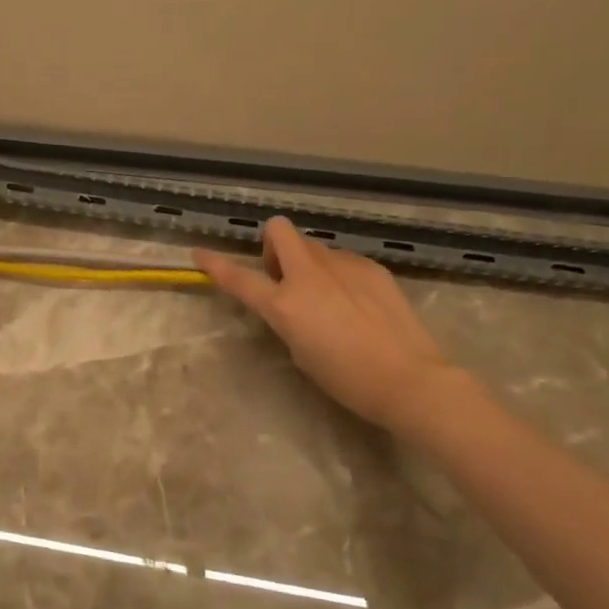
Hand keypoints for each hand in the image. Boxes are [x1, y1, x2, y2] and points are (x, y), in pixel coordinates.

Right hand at [194, 217, 461, 431]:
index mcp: (285, 304)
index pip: (239, 278)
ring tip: (329, 300)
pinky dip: (339, 275)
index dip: (215, 265)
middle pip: (280, 230)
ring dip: (309, 264)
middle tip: (283, 277)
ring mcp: (343, 266)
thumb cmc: (347, 379)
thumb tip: (294, 301)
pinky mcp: (371, 267)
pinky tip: (358, 305)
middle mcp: (310, 275)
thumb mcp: (301, 351)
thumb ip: (289, 317)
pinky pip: (343, 261)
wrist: (409, 378)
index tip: (199, 254)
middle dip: (273, 245)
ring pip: (314, 248)